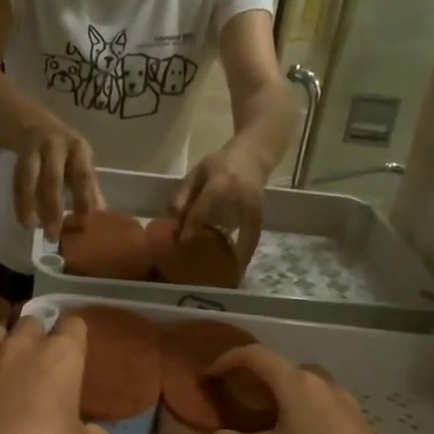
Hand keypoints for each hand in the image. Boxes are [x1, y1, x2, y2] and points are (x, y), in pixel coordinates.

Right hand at [15, 124, 102, 239]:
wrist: (23, 116)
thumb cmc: (55, 147)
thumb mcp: (73, 162)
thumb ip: (86, 187)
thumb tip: (101, 215)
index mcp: (79, 149)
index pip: (84, 177)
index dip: (84, 200)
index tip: (83, 224)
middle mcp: (60, 143)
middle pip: (56, 179)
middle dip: (54, 209)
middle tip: (53, 235)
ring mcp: (37, 144)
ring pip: (34, 178)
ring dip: (32, 205)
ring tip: (32, 228)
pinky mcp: (18, 148)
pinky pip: (18, 178)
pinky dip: (20, 200)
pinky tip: (22, 219)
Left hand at [173, 143, 267, 268]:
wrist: (253, 154)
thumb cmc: (220, 163)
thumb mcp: (197, 172)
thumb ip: (183, 194)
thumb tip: (171, 220)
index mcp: (222, 184)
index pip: (204, 209)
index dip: (192, 225)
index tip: (182, 242)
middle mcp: (242, 198)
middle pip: (233, 228)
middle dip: (225, 252)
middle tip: (214, 274)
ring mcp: (256, 208)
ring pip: (249, 238)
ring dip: (240, 259)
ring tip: (229, 279)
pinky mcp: (262, 215)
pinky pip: (253, 238)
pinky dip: (245, 253)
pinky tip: (237, 268)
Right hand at [201, 346, 408, 433]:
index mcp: (296, 382)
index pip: (255, 355)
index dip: (226, 361)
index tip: (208, 377)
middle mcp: (322, 384)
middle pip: (282, 370)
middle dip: (254, 380)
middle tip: (235, 401)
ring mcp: (345, 405)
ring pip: (303, 390)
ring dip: (280, 399)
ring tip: (263, 424)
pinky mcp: (358, 428)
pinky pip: (320, 411)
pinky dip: (299, 417)